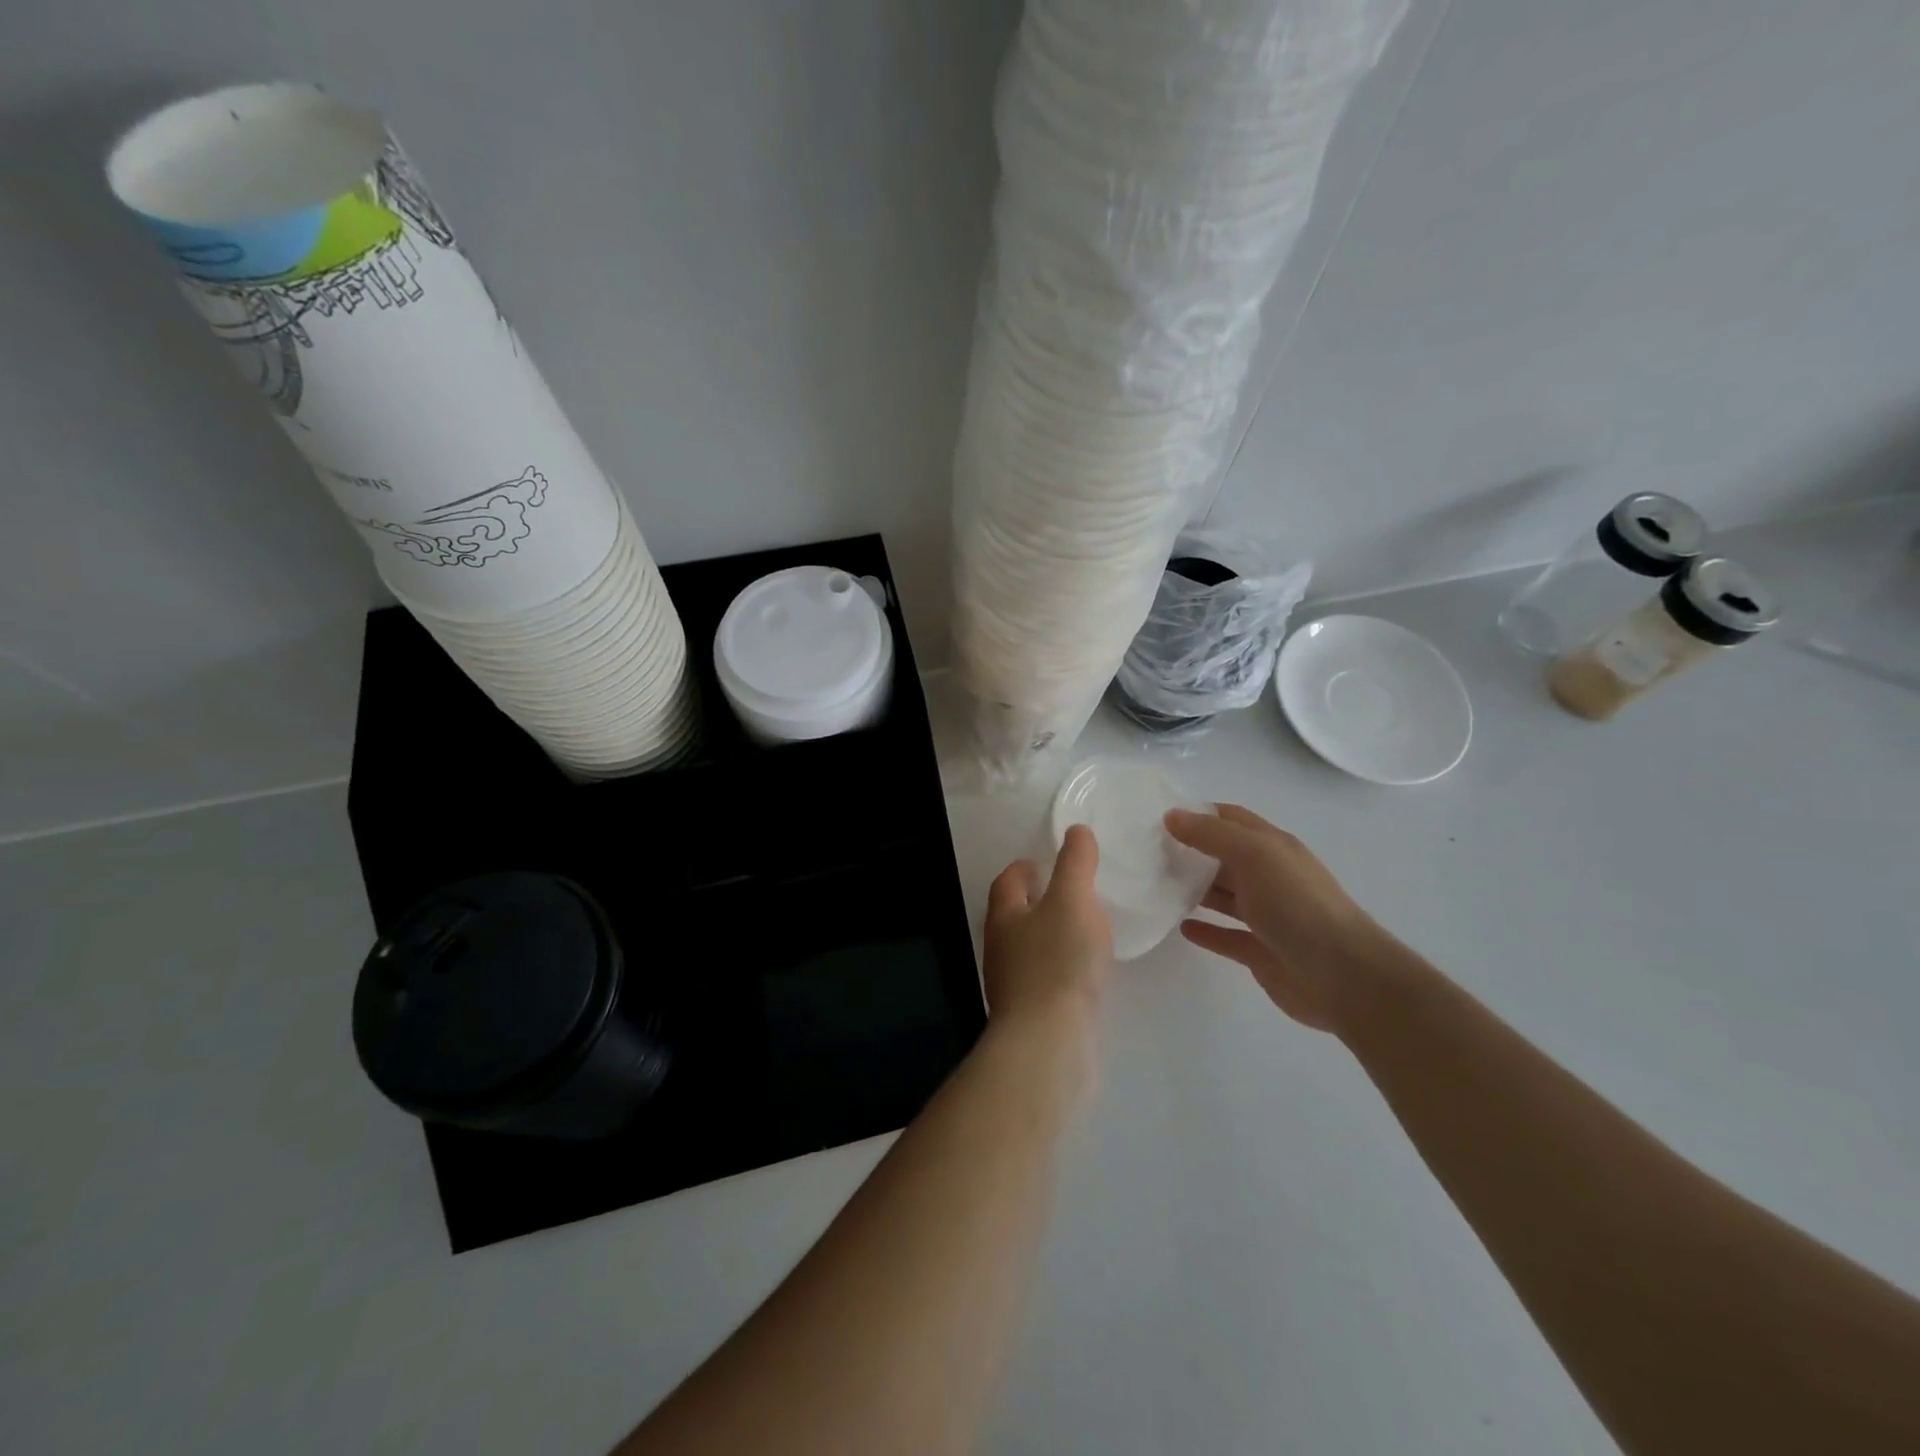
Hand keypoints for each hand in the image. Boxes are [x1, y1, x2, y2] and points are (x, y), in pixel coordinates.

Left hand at [982, 825, 1114, 1038]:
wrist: (1049, 1043)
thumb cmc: (1058, 962)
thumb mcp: (1073, 900)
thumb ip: (1075, 864)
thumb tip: (1075, 831)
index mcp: (1004, 917)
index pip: (1007, 883)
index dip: (1022, 869)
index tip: (1040, 862)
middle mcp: (1001, 949)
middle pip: (1013, 917)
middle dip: (1035, 902)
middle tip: (1065, 894)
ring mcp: (1013, 986)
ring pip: (1029, 950)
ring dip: (1050, 936)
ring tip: (1082, 931)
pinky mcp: (1032, 1017)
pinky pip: (1046, 981)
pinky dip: (1062, 969)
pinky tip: (1085, 975)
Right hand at [1165, 804, 1402, 1033]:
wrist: (1343, 976)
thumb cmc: (1297, 904)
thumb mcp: (1254, 855)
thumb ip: (1212, 834)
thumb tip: (1171, 816)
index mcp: (1272, 847)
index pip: (1230, 819)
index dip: (1198, 813)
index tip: (1159, 817)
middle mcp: (1269, 876)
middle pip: (1223, 857)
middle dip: (1190, 852)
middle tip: (1147, 853)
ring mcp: (1266, 916)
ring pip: (1224, 896)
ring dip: (1194, 890)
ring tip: (1156, 887)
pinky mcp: (1260, 951)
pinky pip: (1226, 936)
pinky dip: (1205, 930)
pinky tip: (1180, 927)